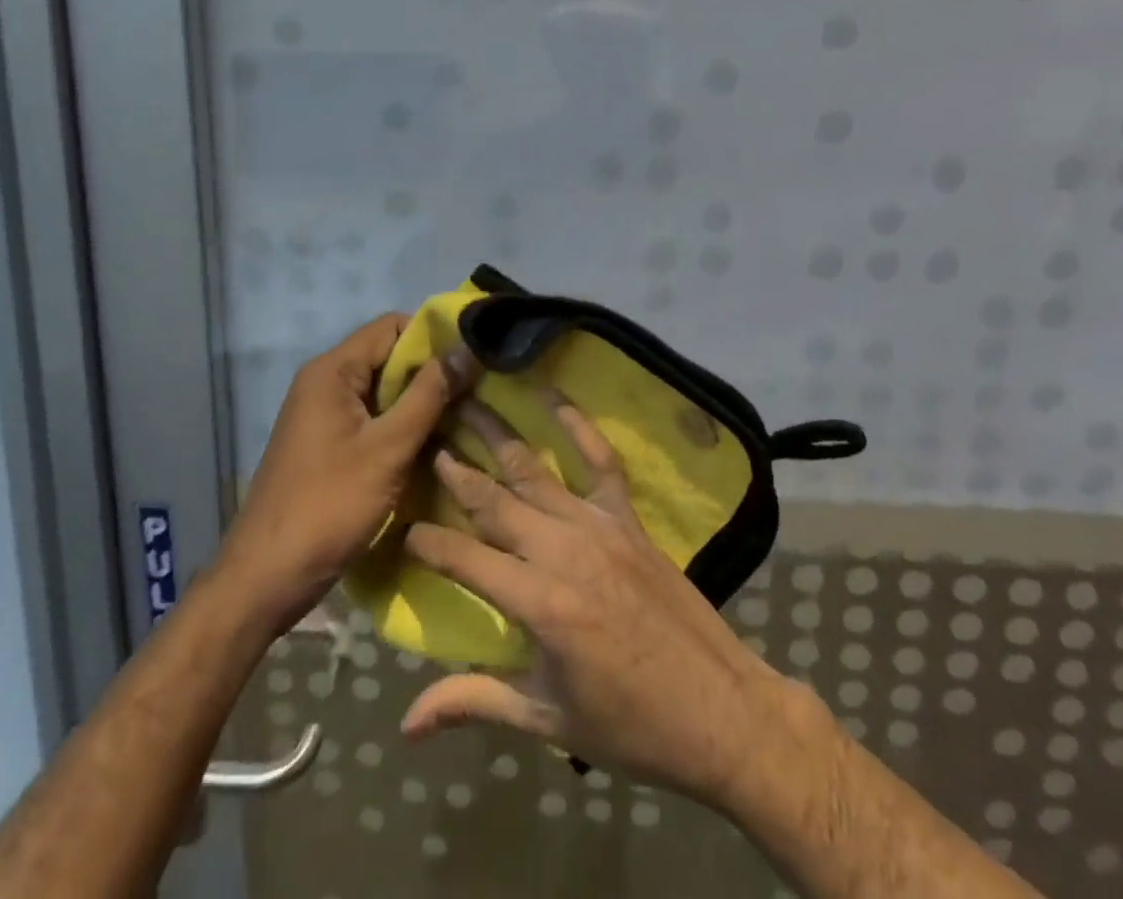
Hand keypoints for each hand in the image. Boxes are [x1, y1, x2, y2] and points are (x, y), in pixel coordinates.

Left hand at [218, 316, 477, 637]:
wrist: (265, 578)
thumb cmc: (327, 506)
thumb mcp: (388, 448)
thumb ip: (429, 395)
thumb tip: (467, 348)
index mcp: (332, 371)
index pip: (391, 326)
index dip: (434, 336)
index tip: (473, 357)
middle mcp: (324, 382)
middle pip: (387, 357)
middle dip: (431, 372)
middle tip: (477, 391)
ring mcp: (323, 414)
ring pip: (382, 391)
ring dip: (419, 402)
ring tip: (465, 417)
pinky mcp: (326, 443)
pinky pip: (371, 418)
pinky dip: (401, 425)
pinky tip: (432, 445)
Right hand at [397, 396, 792, 804]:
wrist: (723, 713)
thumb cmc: (631, 727)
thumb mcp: (547, 721)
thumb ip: (474, 703)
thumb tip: (406, 724)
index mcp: (538, 603)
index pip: (463, 559)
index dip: (426, 541)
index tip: (399, 525)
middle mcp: (562, 551)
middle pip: (494, 501)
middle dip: (455, 469)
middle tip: (425, 436)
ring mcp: (598, 527)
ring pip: (534, 472)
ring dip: (498, 435)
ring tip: (468, 402)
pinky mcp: (628, 519)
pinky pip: (601, 462)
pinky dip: (577, 425)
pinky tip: (552, 395)